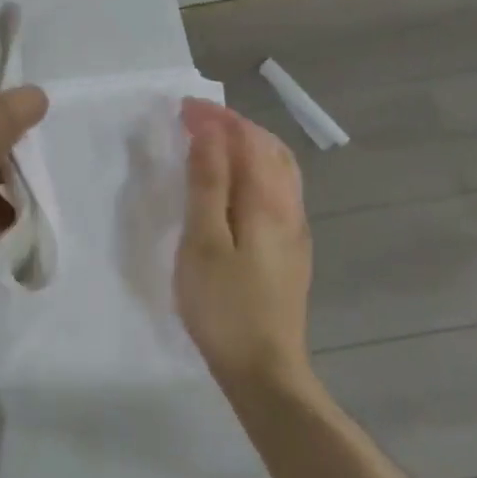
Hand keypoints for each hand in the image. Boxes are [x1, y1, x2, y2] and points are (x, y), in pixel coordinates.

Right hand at [175, 98, 313, 391]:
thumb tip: (209, 134)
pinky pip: (278, 189)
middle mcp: (289, 207)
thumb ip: (208, 185)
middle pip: (269, 148)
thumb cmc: (224, 306)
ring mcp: (295, 230)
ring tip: (215, 141)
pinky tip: (237, 184)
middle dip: (233, 125)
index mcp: (267, 202)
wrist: (264, 369)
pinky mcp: (291, 250)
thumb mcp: (204, 242)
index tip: (182, 108)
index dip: (215, 119)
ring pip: (278, 169)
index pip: (245, 141)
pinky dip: (255, 169)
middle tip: (195, 119)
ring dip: (248, 145)